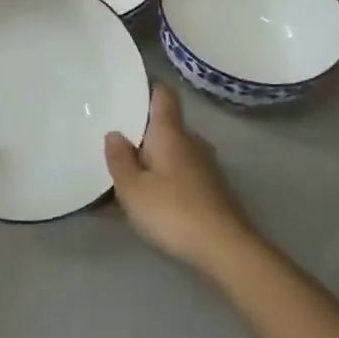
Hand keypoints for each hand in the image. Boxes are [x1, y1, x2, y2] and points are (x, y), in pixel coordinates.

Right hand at [105, 85, 259, 273]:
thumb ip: (119, 159)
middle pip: (165, 126)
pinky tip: (145, 201)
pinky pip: (179, 175)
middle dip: (141, 132)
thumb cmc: (173, 212)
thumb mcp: (133, 189)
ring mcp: (205, 167)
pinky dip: (162, 180)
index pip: (163, 96)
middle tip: (113, 141)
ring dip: (151, 160)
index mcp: (171, 134)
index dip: (147, 88)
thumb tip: (115, 134)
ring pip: (172, 153)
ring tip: (124, 174)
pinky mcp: (211, 190)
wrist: (225, 249)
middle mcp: (192, 143)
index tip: (126, 90)